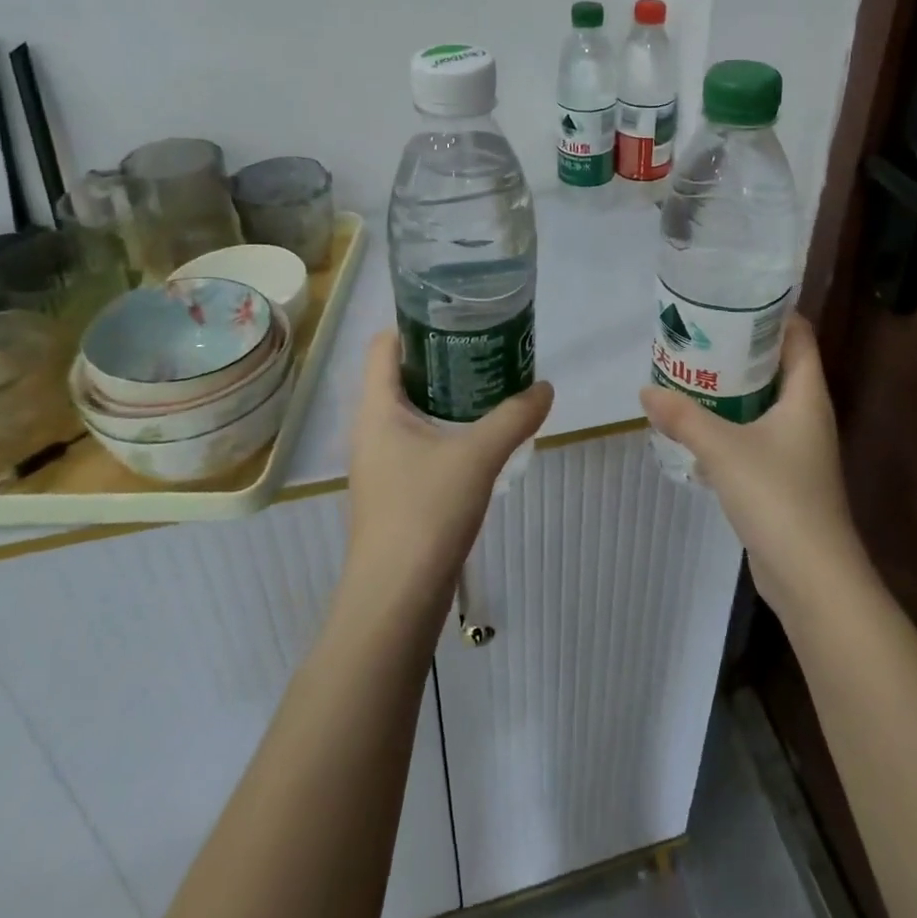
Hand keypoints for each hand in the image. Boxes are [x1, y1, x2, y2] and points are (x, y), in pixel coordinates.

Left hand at [343, 331, 553, 611]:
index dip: (416, 324)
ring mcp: (381, 462)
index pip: (384, 345)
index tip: (458, 317)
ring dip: (447, 395)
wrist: (394, 600)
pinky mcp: (394, 490)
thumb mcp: (478, 456)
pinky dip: (446, 428)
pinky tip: (480, 437)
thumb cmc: (425, 512)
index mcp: (377, 408)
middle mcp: (371, 429)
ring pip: (411, 411)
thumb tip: (545, 387)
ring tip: (490, 384)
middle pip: (401, 374)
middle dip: (442, 357)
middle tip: (486, 346)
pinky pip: (419, 442)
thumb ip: (514, 416)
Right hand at [639, 316, 865, 620]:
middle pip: (777, 366)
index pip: (798, 336)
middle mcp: (807, 415)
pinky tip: (696, 428)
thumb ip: (683, 417)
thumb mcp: (723, 449)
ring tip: (690, 372)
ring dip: (732, 389)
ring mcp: (797, 448)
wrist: (812, 577)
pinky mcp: (784, 477)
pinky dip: (730, 426)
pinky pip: (755, 436)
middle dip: (740, 349)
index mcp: (806, 395)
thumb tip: (646, 389)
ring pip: (764, 403)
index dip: (772, 312)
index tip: (732, 298)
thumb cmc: (777, 497)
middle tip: (698, 333)